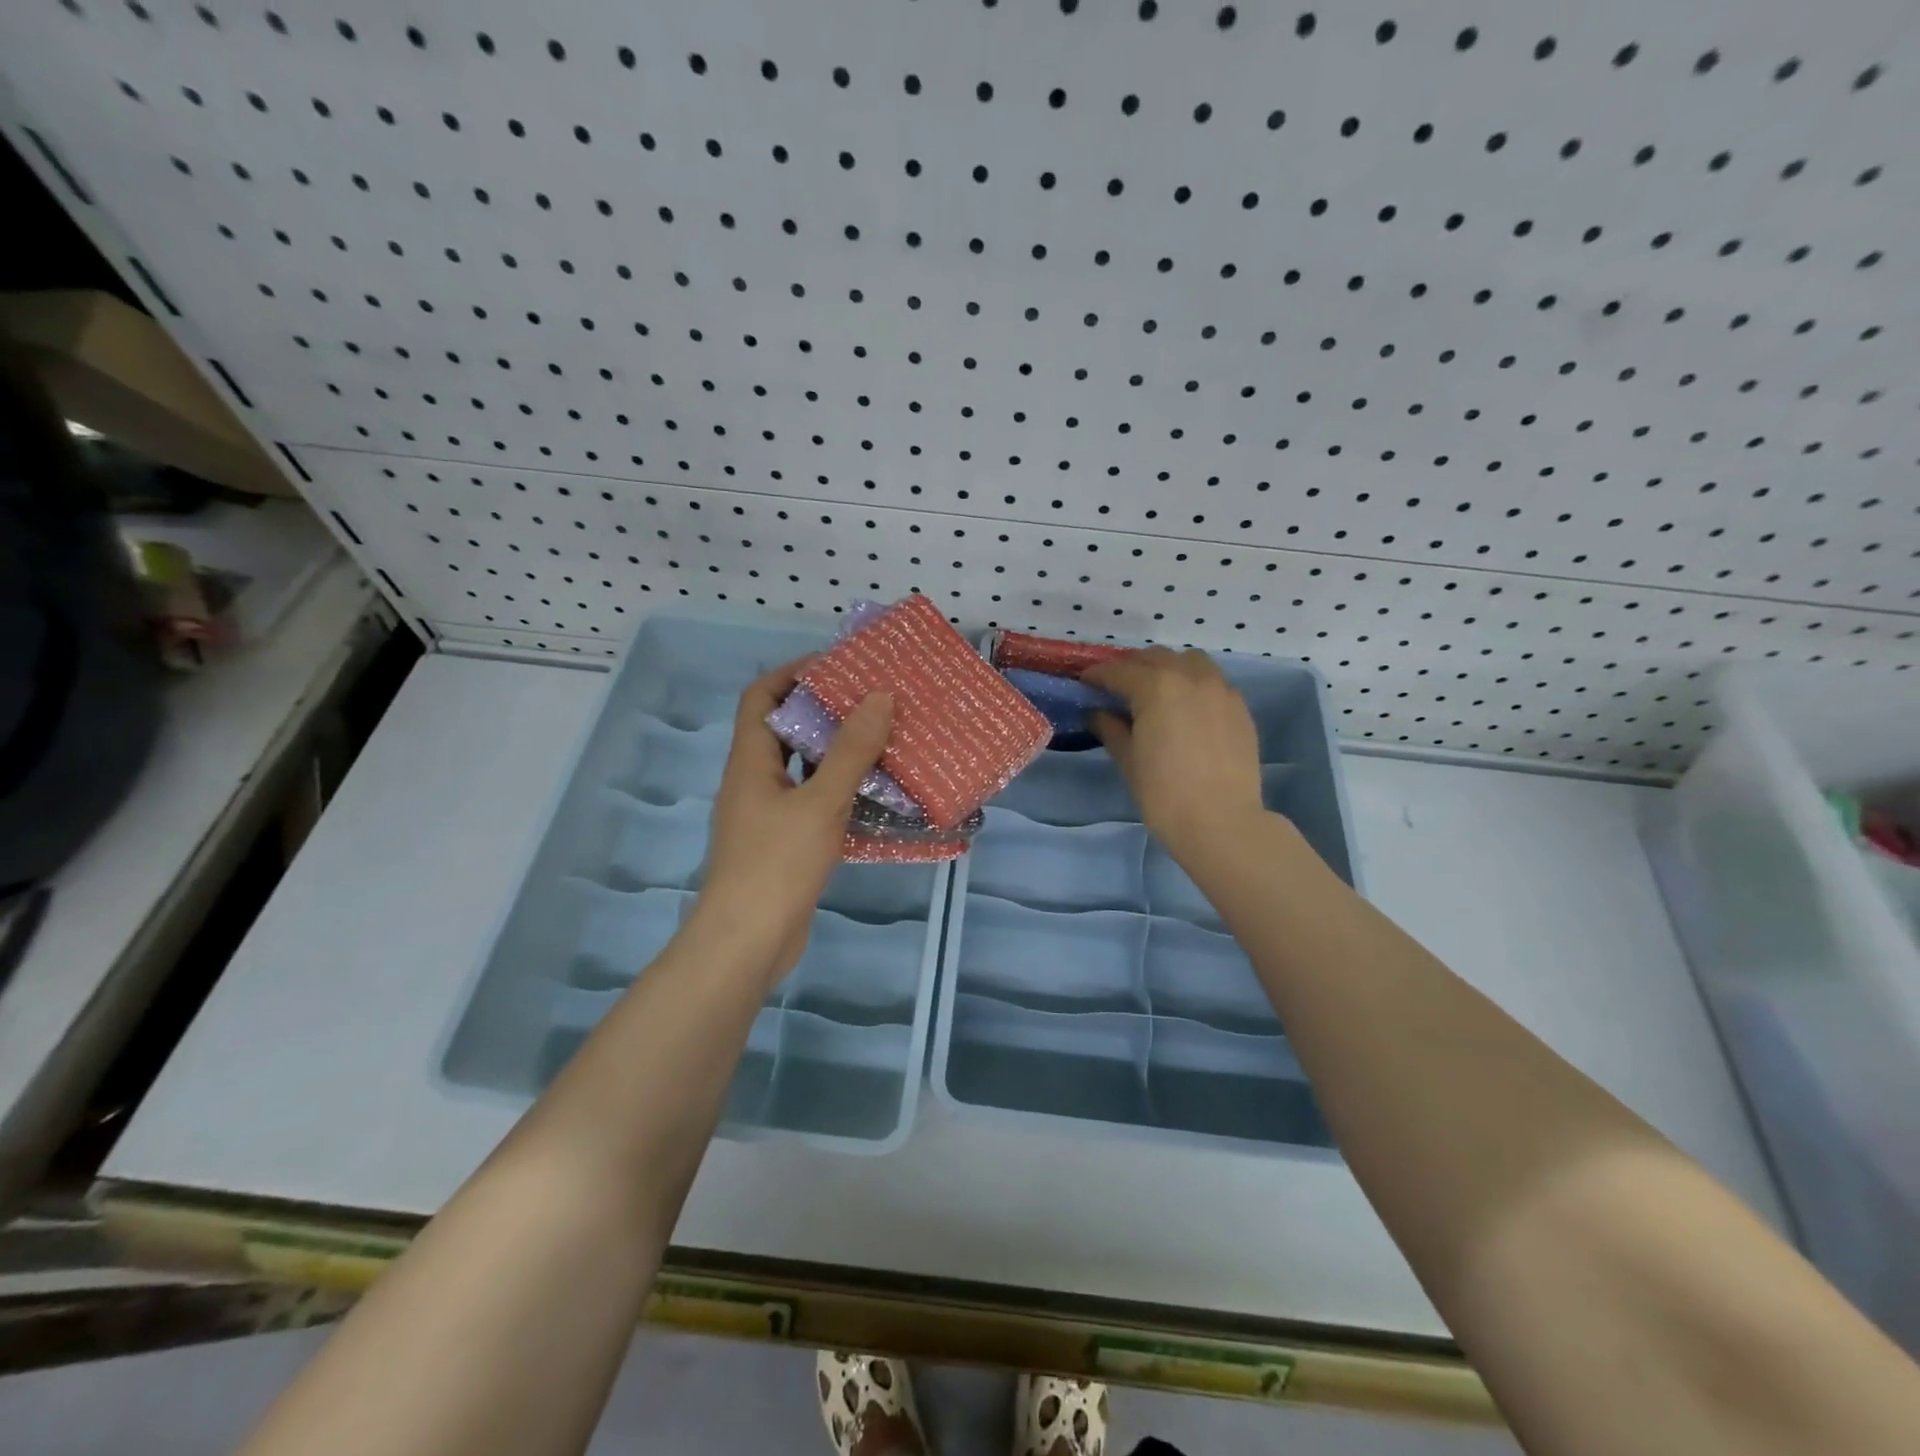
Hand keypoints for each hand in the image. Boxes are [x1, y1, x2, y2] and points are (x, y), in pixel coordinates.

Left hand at [695, 659, 891, 984]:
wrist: (748, 942)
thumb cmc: (778, 864)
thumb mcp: (820, 803)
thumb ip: (851, 752)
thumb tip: (879, 697)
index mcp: (750, 761)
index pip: (761, 697)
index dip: (793, 673)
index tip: (837, 665)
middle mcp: (755, 781)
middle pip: (786, 730)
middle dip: (826, 712)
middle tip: (872, 702)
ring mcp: (768, 815)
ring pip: (804, 770)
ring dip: (838, 754)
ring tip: (883, 741)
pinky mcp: (784, 843)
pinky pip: (814, 803)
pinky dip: (841, 792)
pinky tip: (877, 796)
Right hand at [1084, 648, 1266, 862]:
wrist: (1221, 822)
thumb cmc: (1163, 793)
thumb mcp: (1128, 760)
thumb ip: (1110, 729)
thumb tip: (1097, 713)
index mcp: (1156, 687)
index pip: (1119, 671)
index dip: (1098, 675)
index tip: (1085, 682)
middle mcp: (1190, 677)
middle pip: (1155, 658)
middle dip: (1132, 667)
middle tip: (1117, 687)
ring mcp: (1220, 690)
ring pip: (1189, 661)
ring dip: (1167, 667)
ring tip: (1156, 689)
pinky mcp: (1240, 707)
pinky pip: (1213, 681)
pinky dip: (1194, 684)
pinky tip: (1187, 708)